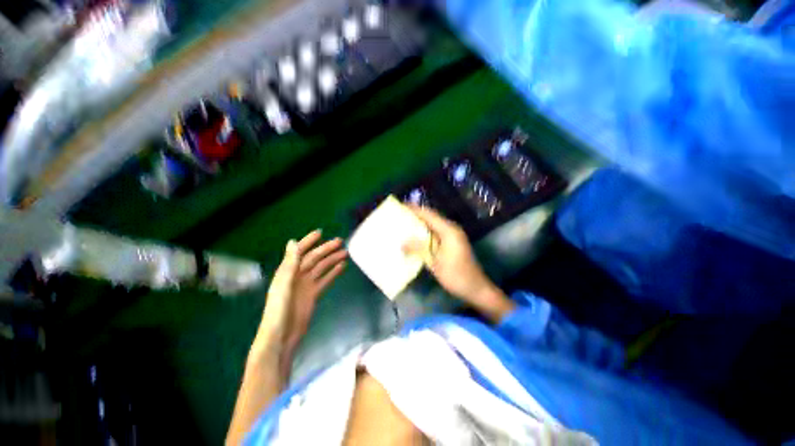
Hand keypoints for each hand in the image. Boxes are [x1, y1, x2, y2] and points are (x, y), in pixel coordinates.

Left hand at [260, 230, 346, 351]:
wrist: (282, 337)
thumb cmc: (279, 311)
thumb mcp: (284, 285)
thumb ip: (290, 264)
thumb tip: (292, 241)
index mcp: (288, 271)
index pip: (299, 252)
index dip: (308, 241)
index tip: (320, 233)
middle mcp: (297, 275)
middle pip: (314, 258)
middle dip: (326, 249)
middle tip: (340, 241)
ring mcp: (306, 285)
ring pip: (322, 268)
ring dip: (332, 259)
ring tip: (345, 252)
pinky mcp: (314, 294)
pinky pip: (325, 279)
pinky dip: (333, 272)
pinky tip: (341, 266)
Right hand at [404, 206, 514, 322]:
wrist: (476, 288)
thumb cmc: (456, 275)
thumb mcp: (435, 263)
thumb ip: (419, 249)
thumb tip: (402, 242)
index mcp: (448, 230)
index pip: (429, 215)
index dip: (415, 210)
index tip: (400, 206)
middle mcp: (451, 229)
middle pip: (431, 217)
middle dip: (416, 215)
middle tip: (400, 215)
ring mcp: (453, 235)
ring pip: (433, 225)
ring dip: (420, 224)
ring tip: (404, 224)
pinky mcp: (452, 242)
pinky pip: (436, 233)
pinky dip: (426, 233)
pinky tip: (416, 237)